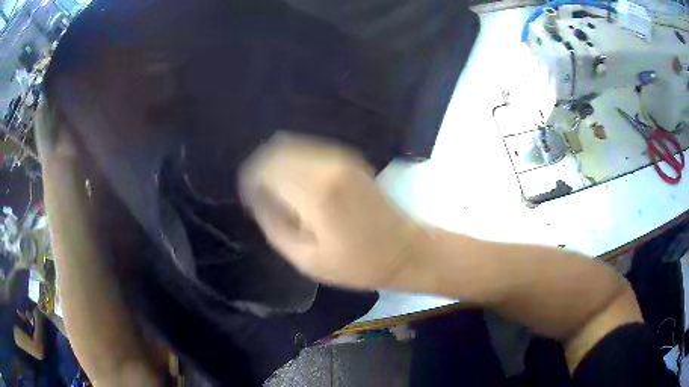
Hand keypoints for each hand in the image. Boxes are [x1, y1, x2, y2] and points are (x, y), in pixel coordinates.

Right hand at [240, 132, 426, 289]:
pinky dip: (295, 162)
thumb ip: (274, 226)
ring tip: (278, 192)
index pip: (265, 168)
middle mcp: (328, 165)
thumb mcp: (306, 259)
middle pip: (277, 151)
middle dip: (262, 171)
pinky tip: (297, 185)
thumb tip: (257, 200)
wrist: (404, 250)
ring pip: (292, 146)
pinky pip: (309, 150)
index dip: (250, 181)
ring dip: (278, 165)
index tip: (249, 199)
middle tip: (260, 197)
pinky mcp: (350, 158)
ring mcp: (341, 157)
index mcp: (316, 192)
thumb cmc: (357, 264)